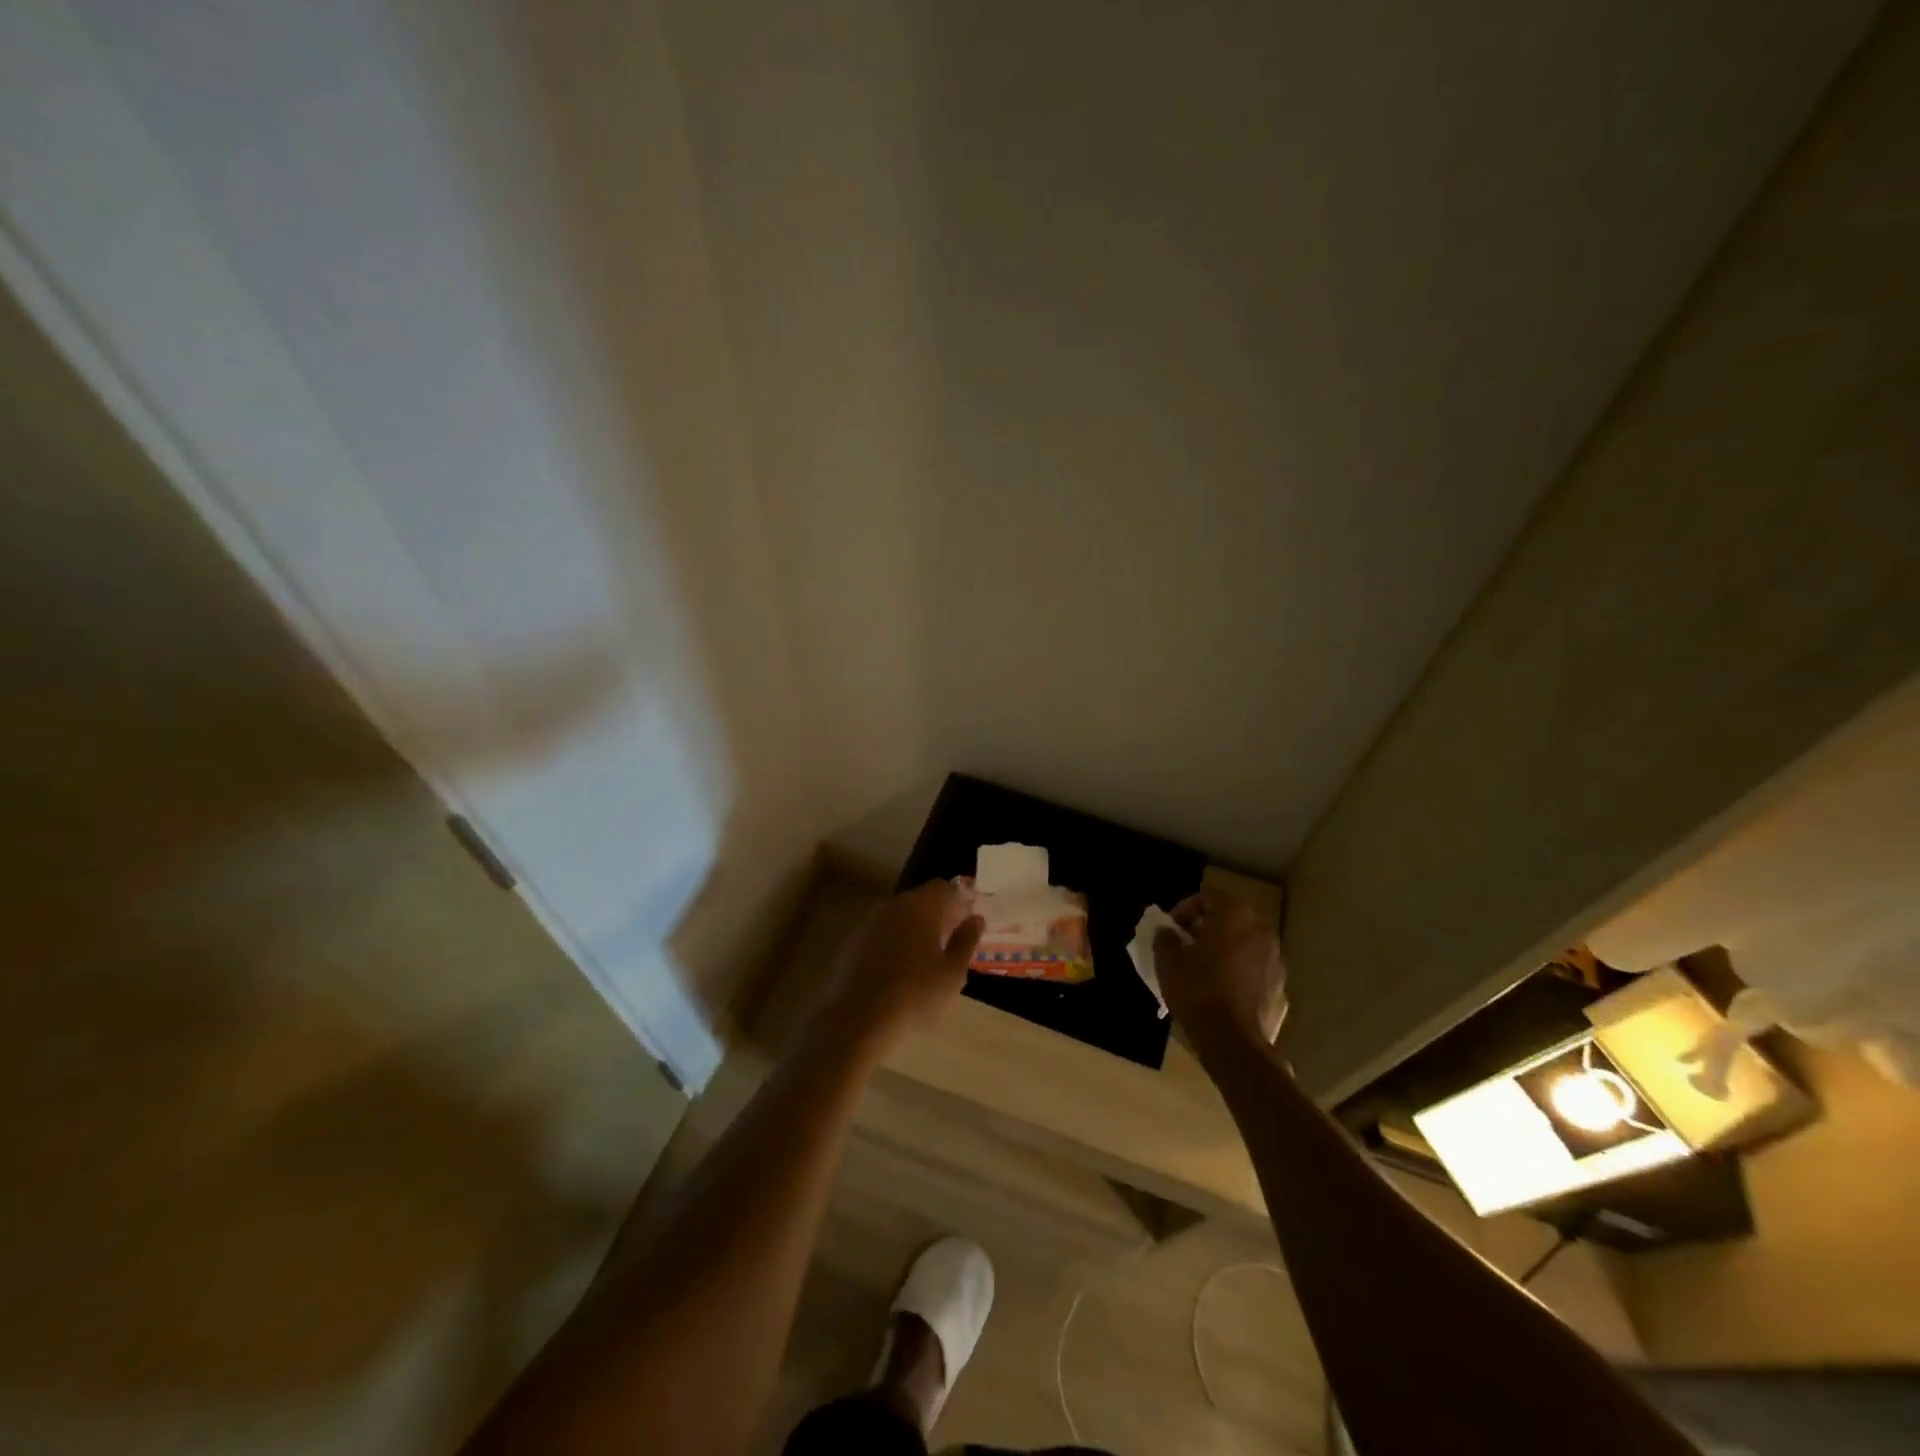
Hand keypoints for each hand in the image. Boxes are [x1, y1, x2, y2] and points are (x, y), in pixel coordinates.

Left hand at [820, 881, 983, 1055]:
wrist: (857, 1019)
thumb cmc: (914, 995)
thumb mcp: (952, 973)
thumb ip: (966, 941)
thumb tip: (975, 919)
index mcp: (919, 907)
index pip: (944, 888)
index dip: (959, 899)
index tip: (969, 918)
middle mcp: (892, 906)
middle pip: (920, 899)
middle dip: (938, 913)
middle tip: (952, 937)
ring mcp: (868, 922)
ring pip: (899, 916)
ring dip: (915, 927)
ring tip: (928, 955)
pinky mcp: (852, 942)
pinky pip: (881, 932)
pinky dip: (894, 940)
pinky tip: (900, 967)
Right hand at [1153, 886, 1287, 1044]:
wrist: (1233, 1041)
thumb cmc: (1197, 991)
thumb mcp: (1168, 960)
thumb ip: (1165, 937)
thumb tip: (1167, 931)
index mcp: (1234, 917)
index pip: (1207, 897)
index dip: (1184, 909)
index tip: (1170, 929)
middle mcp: (1260, 930)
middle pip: (1229, 918)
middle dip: (1205, 928)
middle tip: (1184, 945)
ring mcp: (1275, 959)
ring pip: (1244, 943)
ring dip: (1223, 949)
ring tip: (1202, 969)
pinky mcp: (1280, 986)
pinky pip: (1254, 968)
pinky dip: (1238, 971)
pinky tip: (1221, 991)